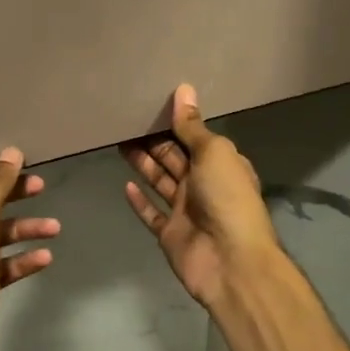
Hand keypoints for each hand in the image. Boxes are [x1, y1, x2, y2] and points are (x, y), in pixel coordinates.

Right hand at [121, 84, 280, 311]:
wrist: (230, 261)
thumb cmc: (227, 198)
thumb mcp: (213, 153)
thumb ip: (192, 126)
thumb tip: (184, 89)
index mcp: (220, 164)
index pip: (194, 137)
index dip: (174, 123)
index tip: (150, 104)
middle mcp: (203, 184)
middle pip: (173, 157)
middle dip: (153, 140)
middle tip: (125, 120)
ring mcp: (185, 210)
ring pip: (159, 181)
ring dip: (142, 163)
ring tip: (118, 141)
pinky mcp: (169, 233)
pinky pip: (151, 213)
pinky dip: (139, 200)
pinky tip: (124, 185)